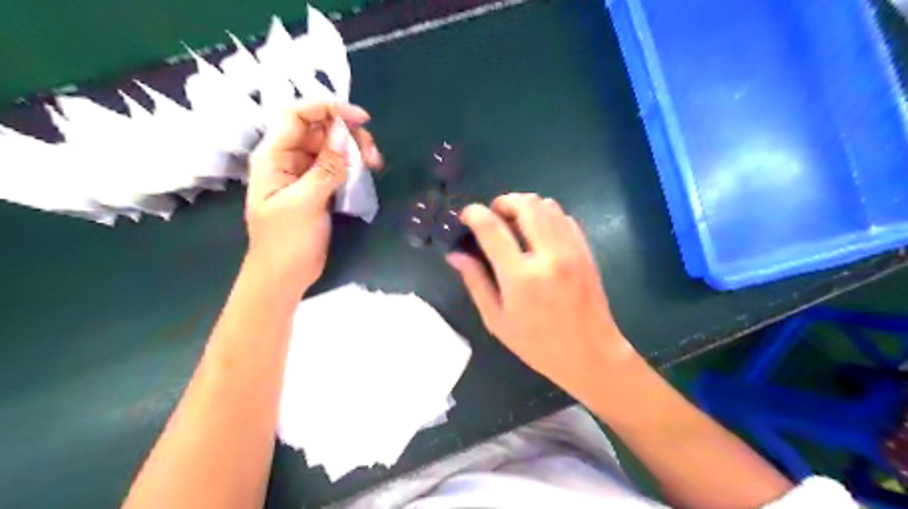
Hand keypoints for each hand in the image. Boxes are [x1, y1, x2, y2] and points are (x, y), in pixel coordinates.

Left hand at [242, 102, 380, 287]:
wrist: (284, 276)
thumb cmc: (286, 241)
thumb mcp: (306, 202)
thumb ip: (326, 167)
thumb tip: (343, 133)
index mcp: (274, 156)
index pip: (296, 115)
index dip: (326, 108)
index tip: (360, 118)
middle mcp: (288, 158)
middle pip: (319, 129)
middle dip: (348, 133)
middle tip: (372, 152)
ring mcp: (305, 174)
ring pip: (332, 147)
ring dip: (355, 150)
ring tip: (374, 165)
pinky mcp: (319, 188)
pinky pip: (338, 166)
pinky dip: (354, 166)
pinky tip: (368, 172)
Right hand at [448, 194, 632, 403]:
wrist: (590, 354)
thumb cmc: (537, 344)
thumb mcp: (497, 320)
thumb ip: (476, 282)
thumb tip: (455, 255)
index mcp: (520, 277)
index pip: (492, 227)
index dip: (474, 213)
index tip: (467, 215)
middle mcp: (547, 256)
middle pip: (525, 204)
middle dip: (503, 202)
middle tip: (493, 216)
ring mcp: (571, 251)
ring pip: (547, 205)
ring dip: (525, 206)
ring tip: (515, 223)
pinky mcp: (586, 251)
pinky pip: (565, 218)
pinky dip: (547, 216)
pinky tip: (539, 233)